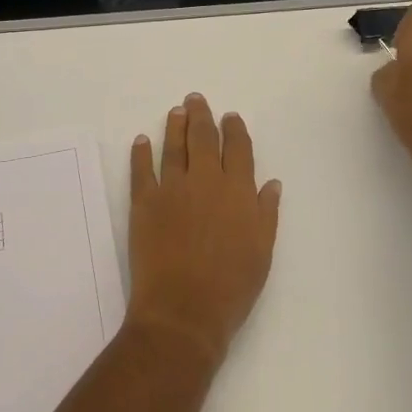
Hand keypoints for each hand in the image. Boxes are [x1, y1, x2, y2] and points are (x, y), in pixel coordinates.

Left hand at [125, 94, 281, 368]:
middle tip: (196, 99)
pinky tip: (142, 140)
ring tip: (176, 111)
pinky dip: (141, 152)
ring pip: (173, 147)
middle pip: (203, 138)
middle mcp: (205, 181)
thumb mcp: (262, 252)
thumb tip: (271, 182)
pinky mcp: (144, 202)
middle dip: (201, 116)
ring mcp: (172, 188)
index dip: (234, 129)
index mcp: (238, 191)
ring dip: (175, 126)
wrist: (184, 311)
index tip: (230, 116)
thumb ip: (266, 213)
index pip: (237, 149)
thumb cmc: (231, 287)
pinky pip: (142, 169)